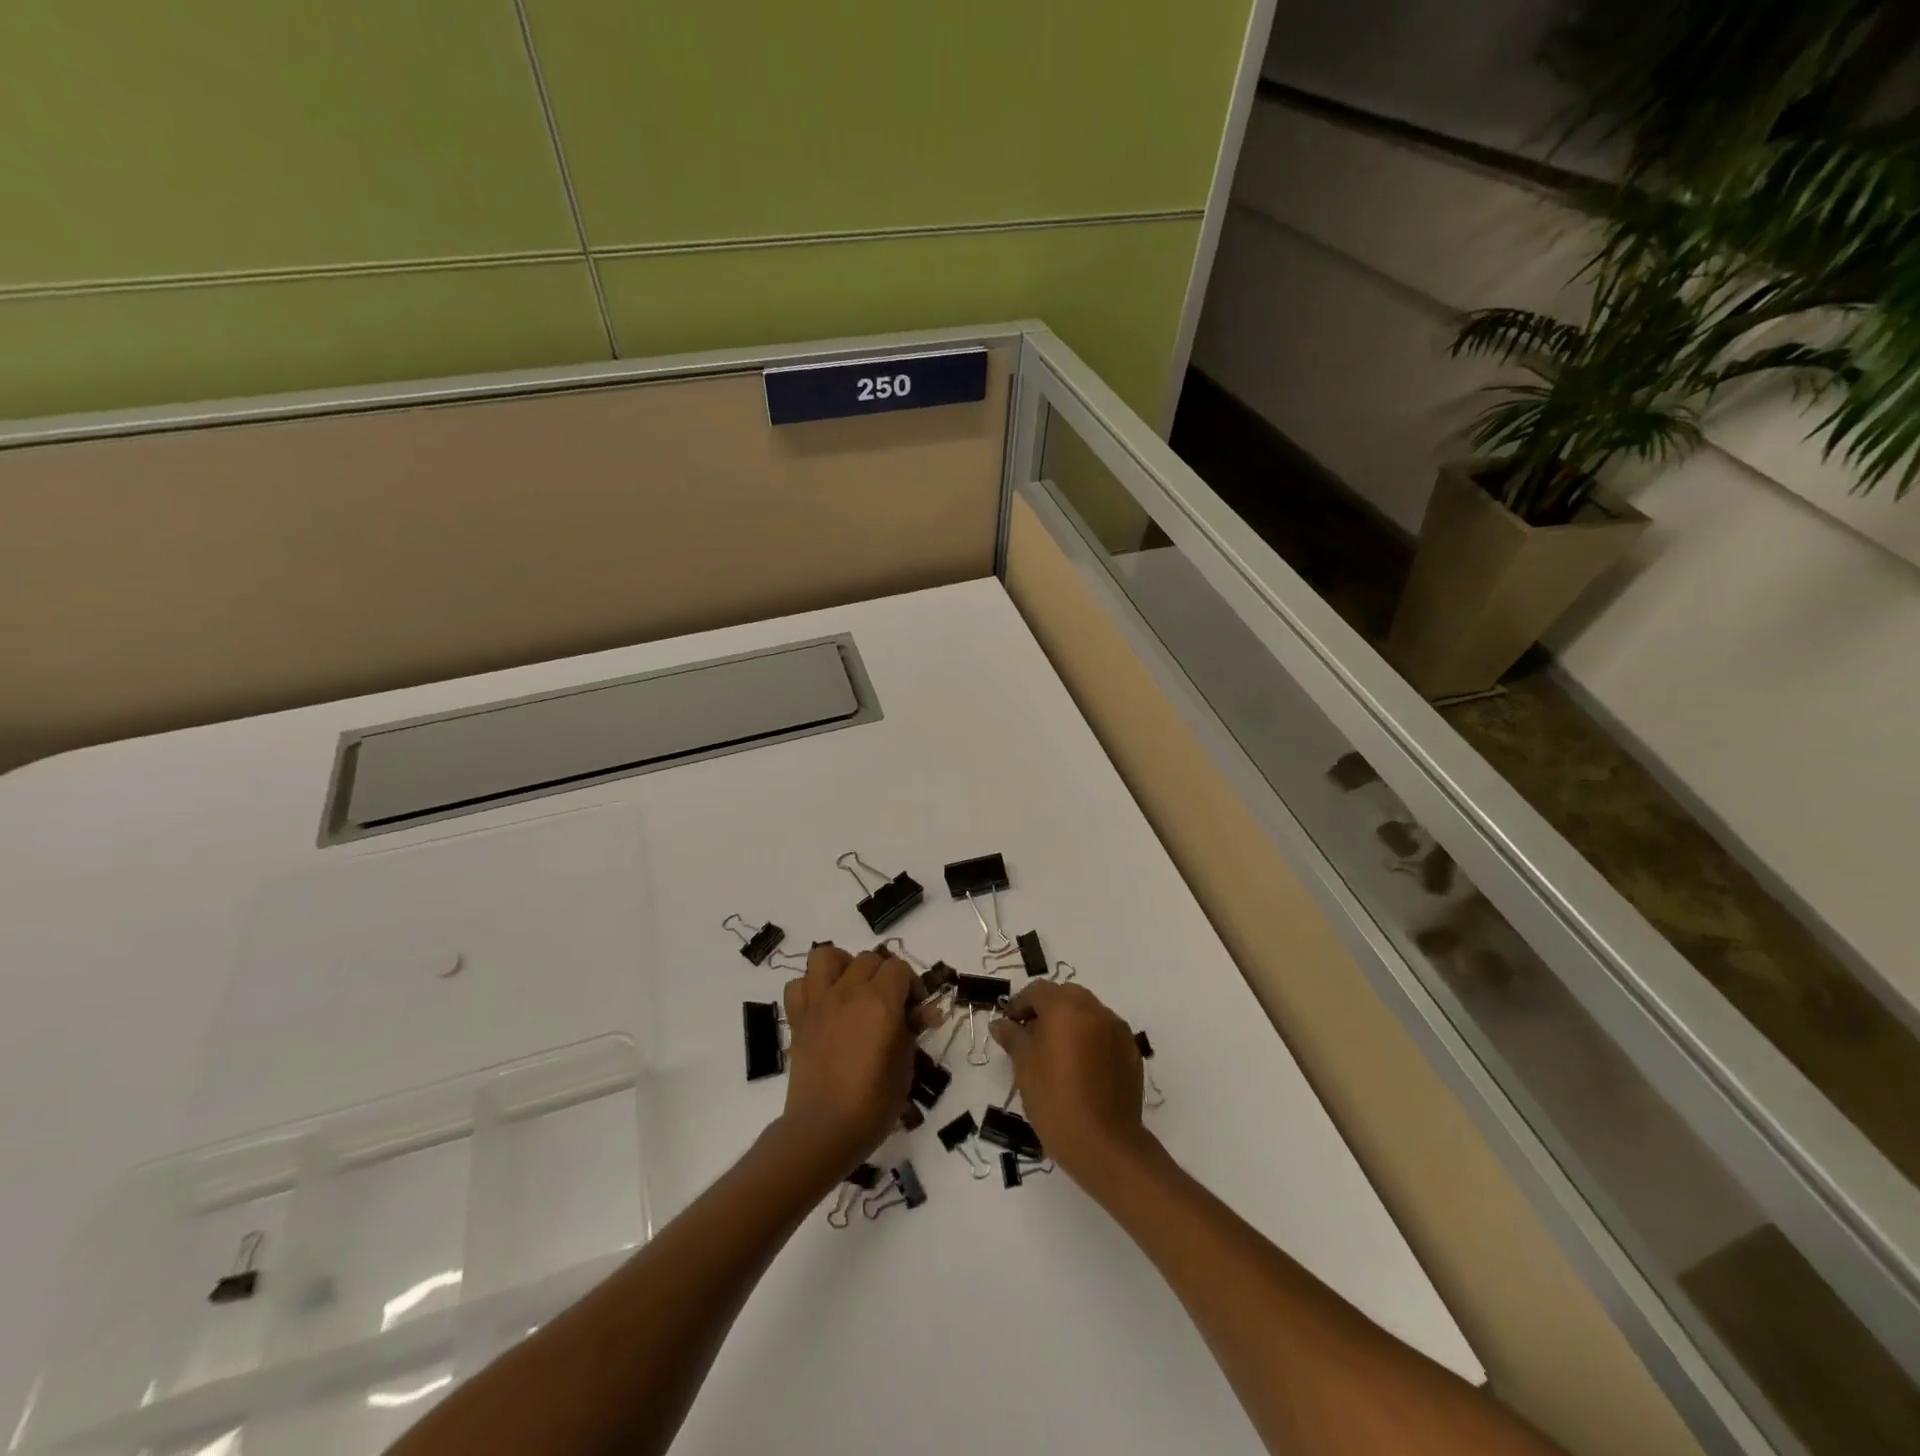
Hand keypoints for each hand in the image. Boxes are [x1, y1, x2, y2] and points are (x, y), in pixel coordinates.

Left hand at [777, 944, 918, 1173]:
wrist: (823, 1130)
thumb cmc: (873, 1104)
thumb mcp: (905, 1066)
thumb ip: (913, 1029)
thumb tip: (928, 1010)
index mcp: (881, 1002)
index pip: (899, 968)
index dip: (911, 985)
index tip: (914, 1010)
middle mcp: (848, 992)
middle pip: (869, 959)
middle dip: (884, 976)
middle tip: (890, 1006)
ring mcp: (819, 1002)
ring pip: (827, 956)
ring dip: (843, 966)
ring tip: (853, 990)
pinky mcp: (798, 1018)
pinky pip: (798, 984)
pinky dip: (810, 987)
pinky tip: (824, 1005)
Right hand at [990, 980, 1149, 1178]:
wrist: (1104, 1144)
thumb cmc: (1055, 1100)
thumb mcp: (1024, 1067)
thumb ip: (1013, 1037)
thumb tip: (1001, 1023)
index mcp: (1066, 1007)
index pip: (1038, 990)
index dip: (1020, 1004)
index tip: (1009, 1025)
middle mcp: (1095, 1009)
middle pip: (1066, 996)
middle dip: (1047, 1009)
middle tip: (1031, 1036)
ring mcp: (1117, 1030)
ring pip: (1088, 1013)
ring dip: (1070, 1022)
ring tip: (1056, 1052)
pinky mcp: (1131, 1052)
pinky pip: (1105, 1033)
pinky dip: (1090, 1039)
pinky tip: (1080, 1067)